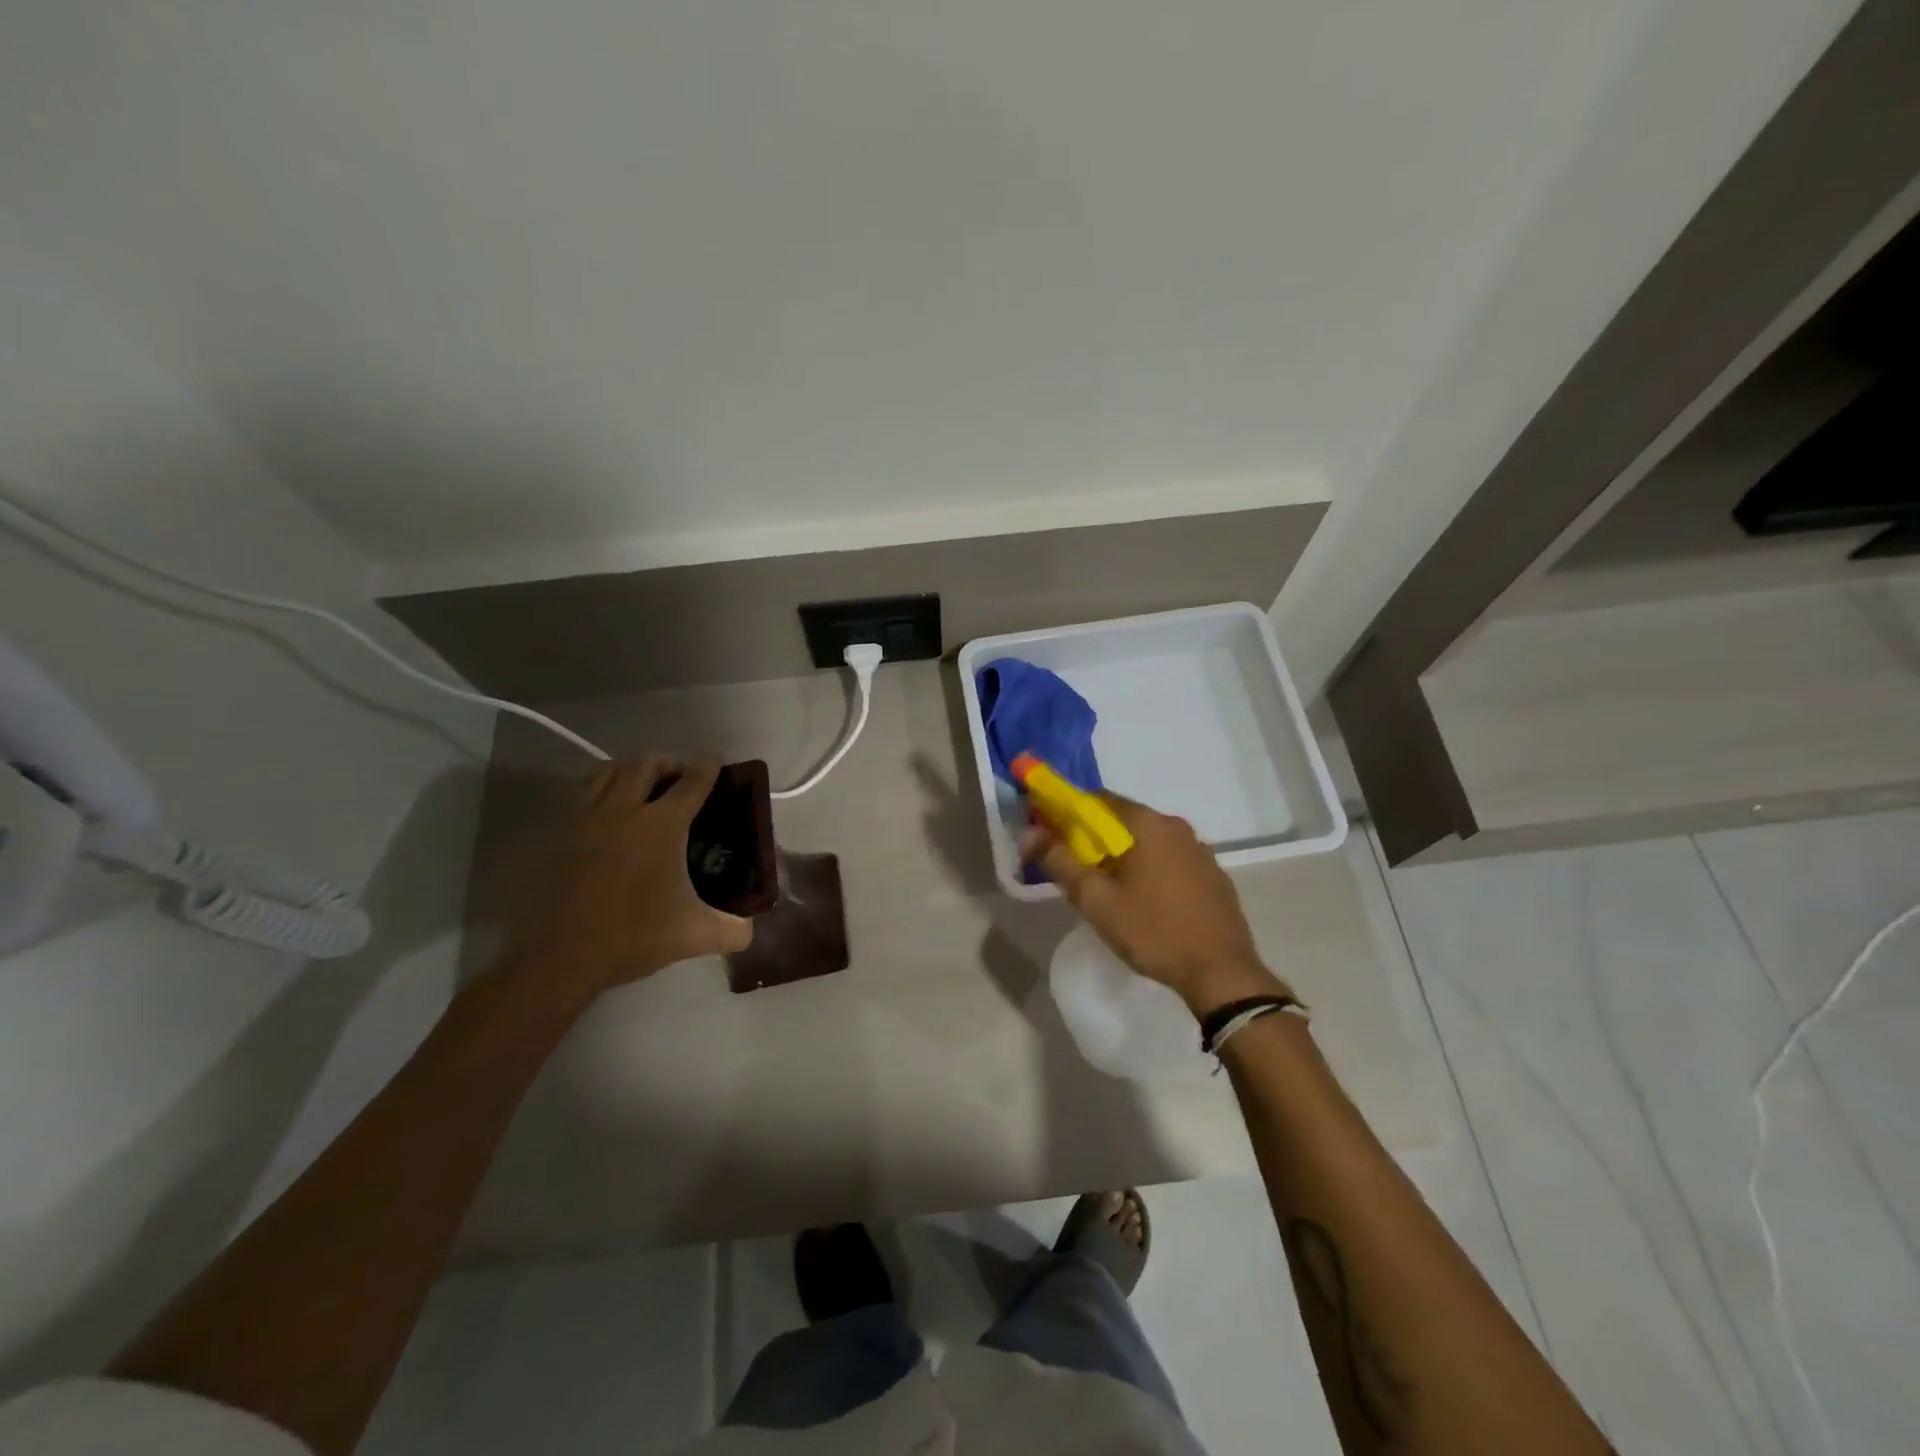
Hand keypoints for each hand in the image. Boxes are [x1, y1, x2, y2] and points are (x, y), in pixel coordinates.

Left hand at [504, 755, 752, 1007]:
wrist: (560, 957)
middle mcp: (624, 809)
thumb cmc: (633, 936)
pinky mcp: (558, 833)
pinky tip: (607, 811)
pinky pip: (582, 793)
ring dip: (631, 770)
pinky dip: (600, 789)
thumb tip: (751, 927)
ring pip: (609, 771)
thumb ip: (734, 929)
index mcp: (662, 824)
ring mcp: (586, 818)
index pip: (692, 782)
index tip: (716, 762)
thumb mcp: (696, 936)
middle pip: (647, 764)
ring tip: (642, 785)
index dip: (708, 767)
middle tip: (680, 778)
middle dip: (669, 763)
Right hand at [1021, 795, 1290, 1017]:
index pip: (1099, 800)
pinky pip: (1171, 861)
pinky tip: (1146, 903)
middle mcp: (1178, 827)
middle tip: (1077, 870)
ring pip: (1149, 842)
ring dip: (1125, 856)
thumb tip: (1028, 832)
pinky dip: (1151, 870)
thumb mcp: (1096, 900)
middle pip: (1125, 820)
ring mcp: (1201, 851)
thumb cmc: (1153, 931)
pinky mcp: (1214, 876)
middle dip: (1096, 838)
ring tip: (1110, 891)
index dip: (1070, 813)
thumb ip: (1059, 862)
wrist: (1221, 973)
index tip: (1053, 835)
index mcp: (1149, 824)